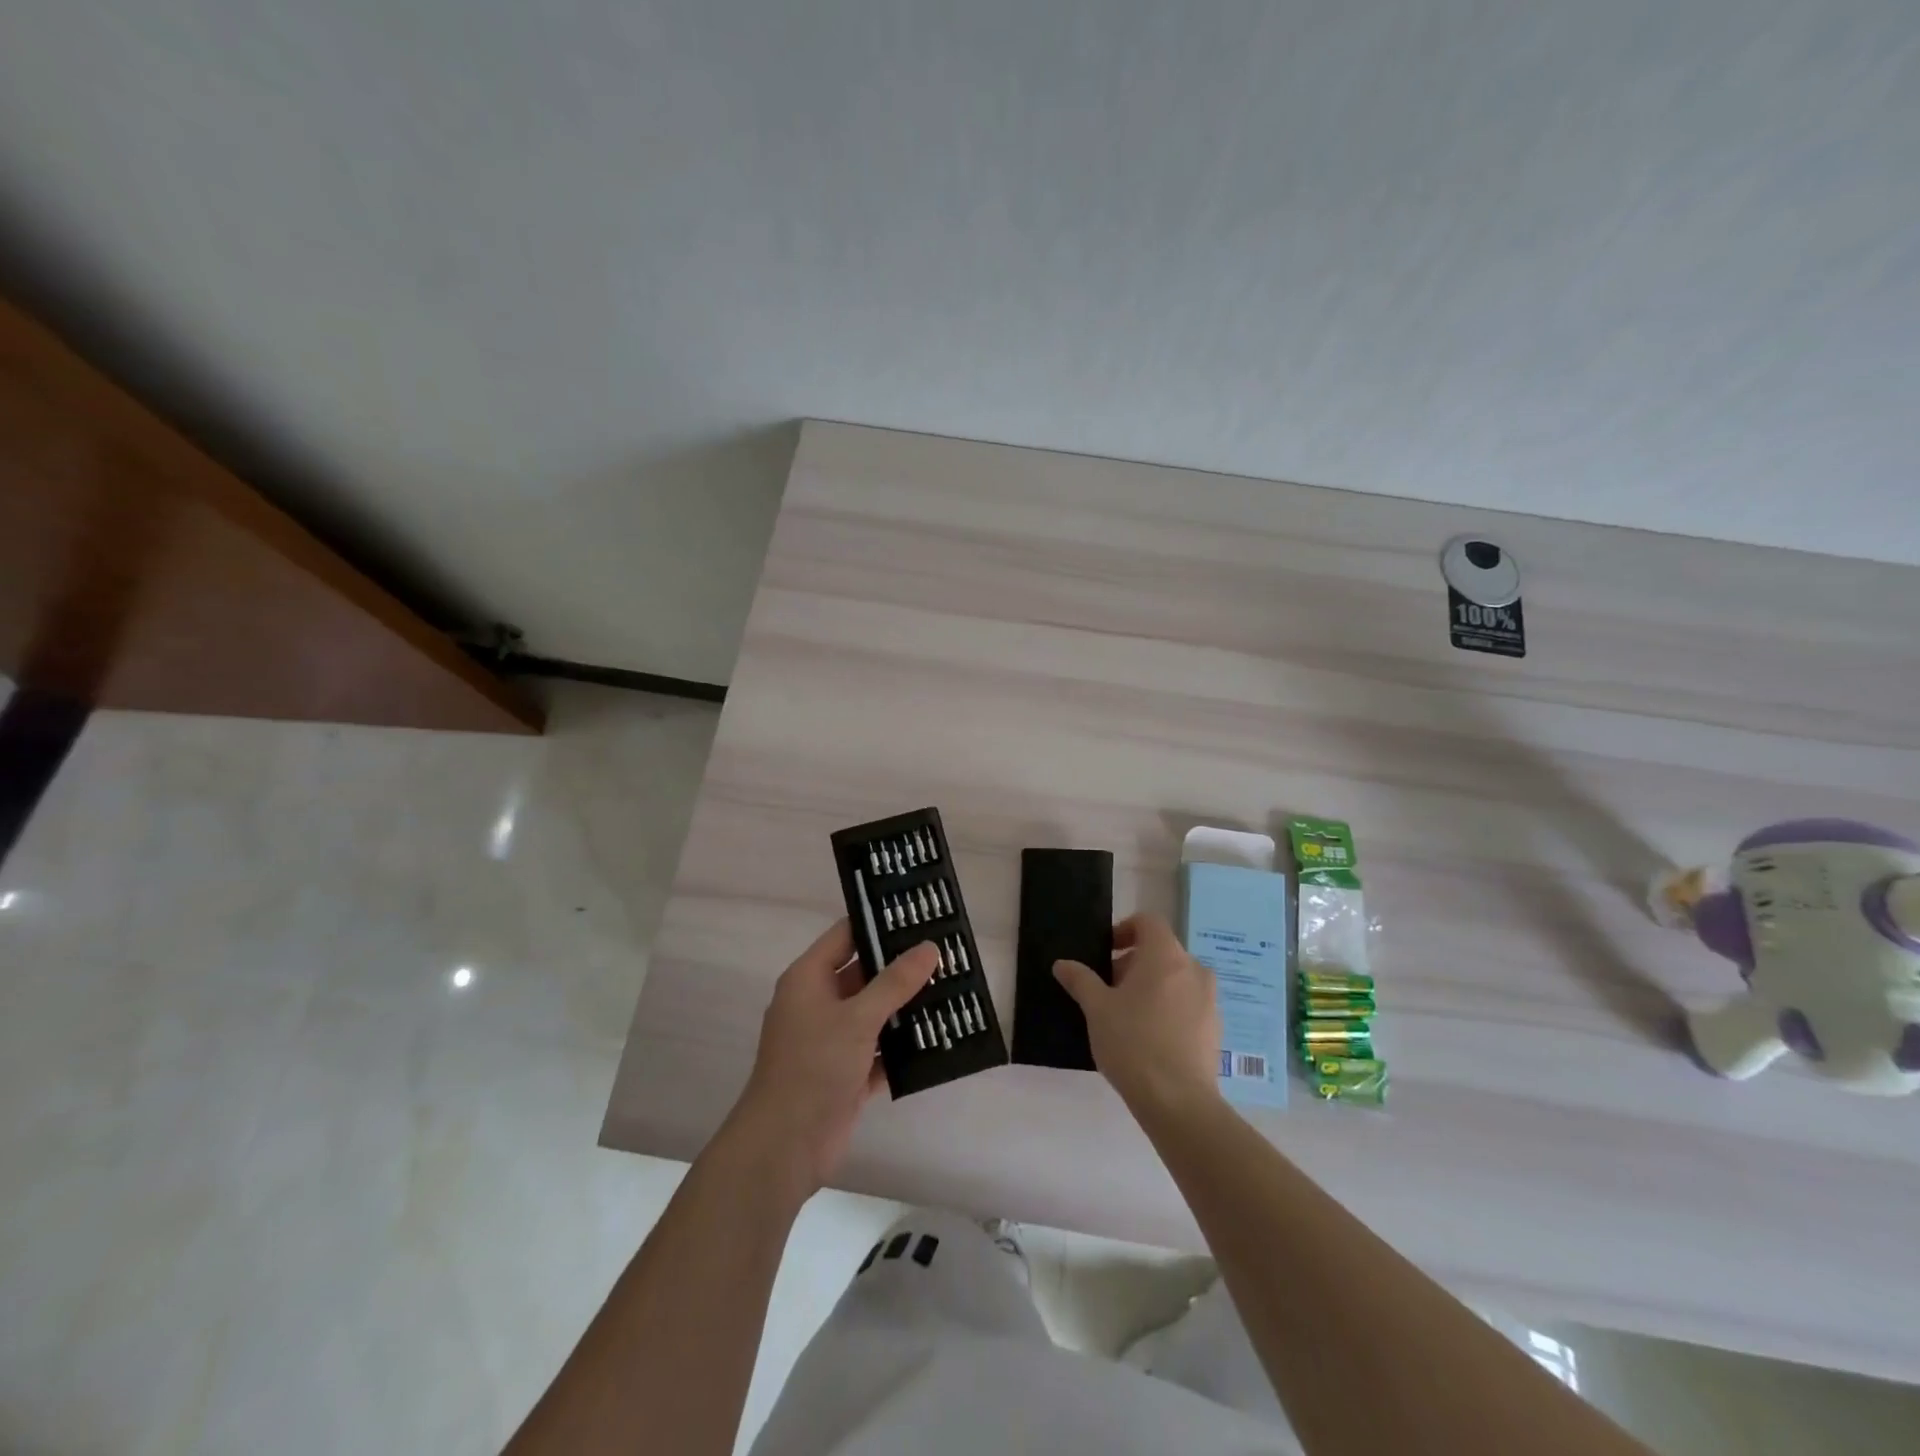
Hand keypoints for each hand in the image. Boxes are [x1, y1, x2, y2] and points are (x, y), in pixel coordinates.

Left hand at [726, 920, 938, 1198]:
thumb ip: (895, 982)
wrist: (784, 1147)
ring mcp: (832, 1040)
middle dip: (901, 967)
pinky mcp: (846, 1073)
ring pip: (874, 1013)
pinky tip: (939, 1037)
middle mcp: (818, 1003)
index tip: (917, 914)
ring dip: (906, 1007)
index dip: (878, 923)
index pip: (845, 935)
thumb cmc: (814, 1067)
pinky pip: (879, 1050)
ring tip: (951, 989)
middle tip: (945, 952)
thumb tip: (929, 947)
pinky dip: (902, 1047)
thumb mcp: (858, 1017)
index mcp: (809, 979)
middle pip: (864, 974)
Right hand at [1054, 913, 1222, 1113]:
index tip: (1105, 953)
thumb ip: (1080, 980)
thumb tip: (1062, 964)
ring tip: (1126, 1015)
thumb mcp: (1096, 1008)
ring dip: (1151, 986)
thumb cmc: (1133, 1042)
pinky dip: (1168, 1007)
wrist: (1178, 1101)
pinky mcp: (1215, 1028)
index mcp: (1166, 955)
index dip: (1124, 930)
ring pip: (1175, 978)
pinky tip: (1149, 1037)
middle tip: (1107, 989)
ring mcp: (1209, 1000)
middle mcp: (1194, 969)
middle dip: (1132, 963)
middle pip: (1161, 951)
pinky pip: (1187, 1003)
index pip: (1148, 922)